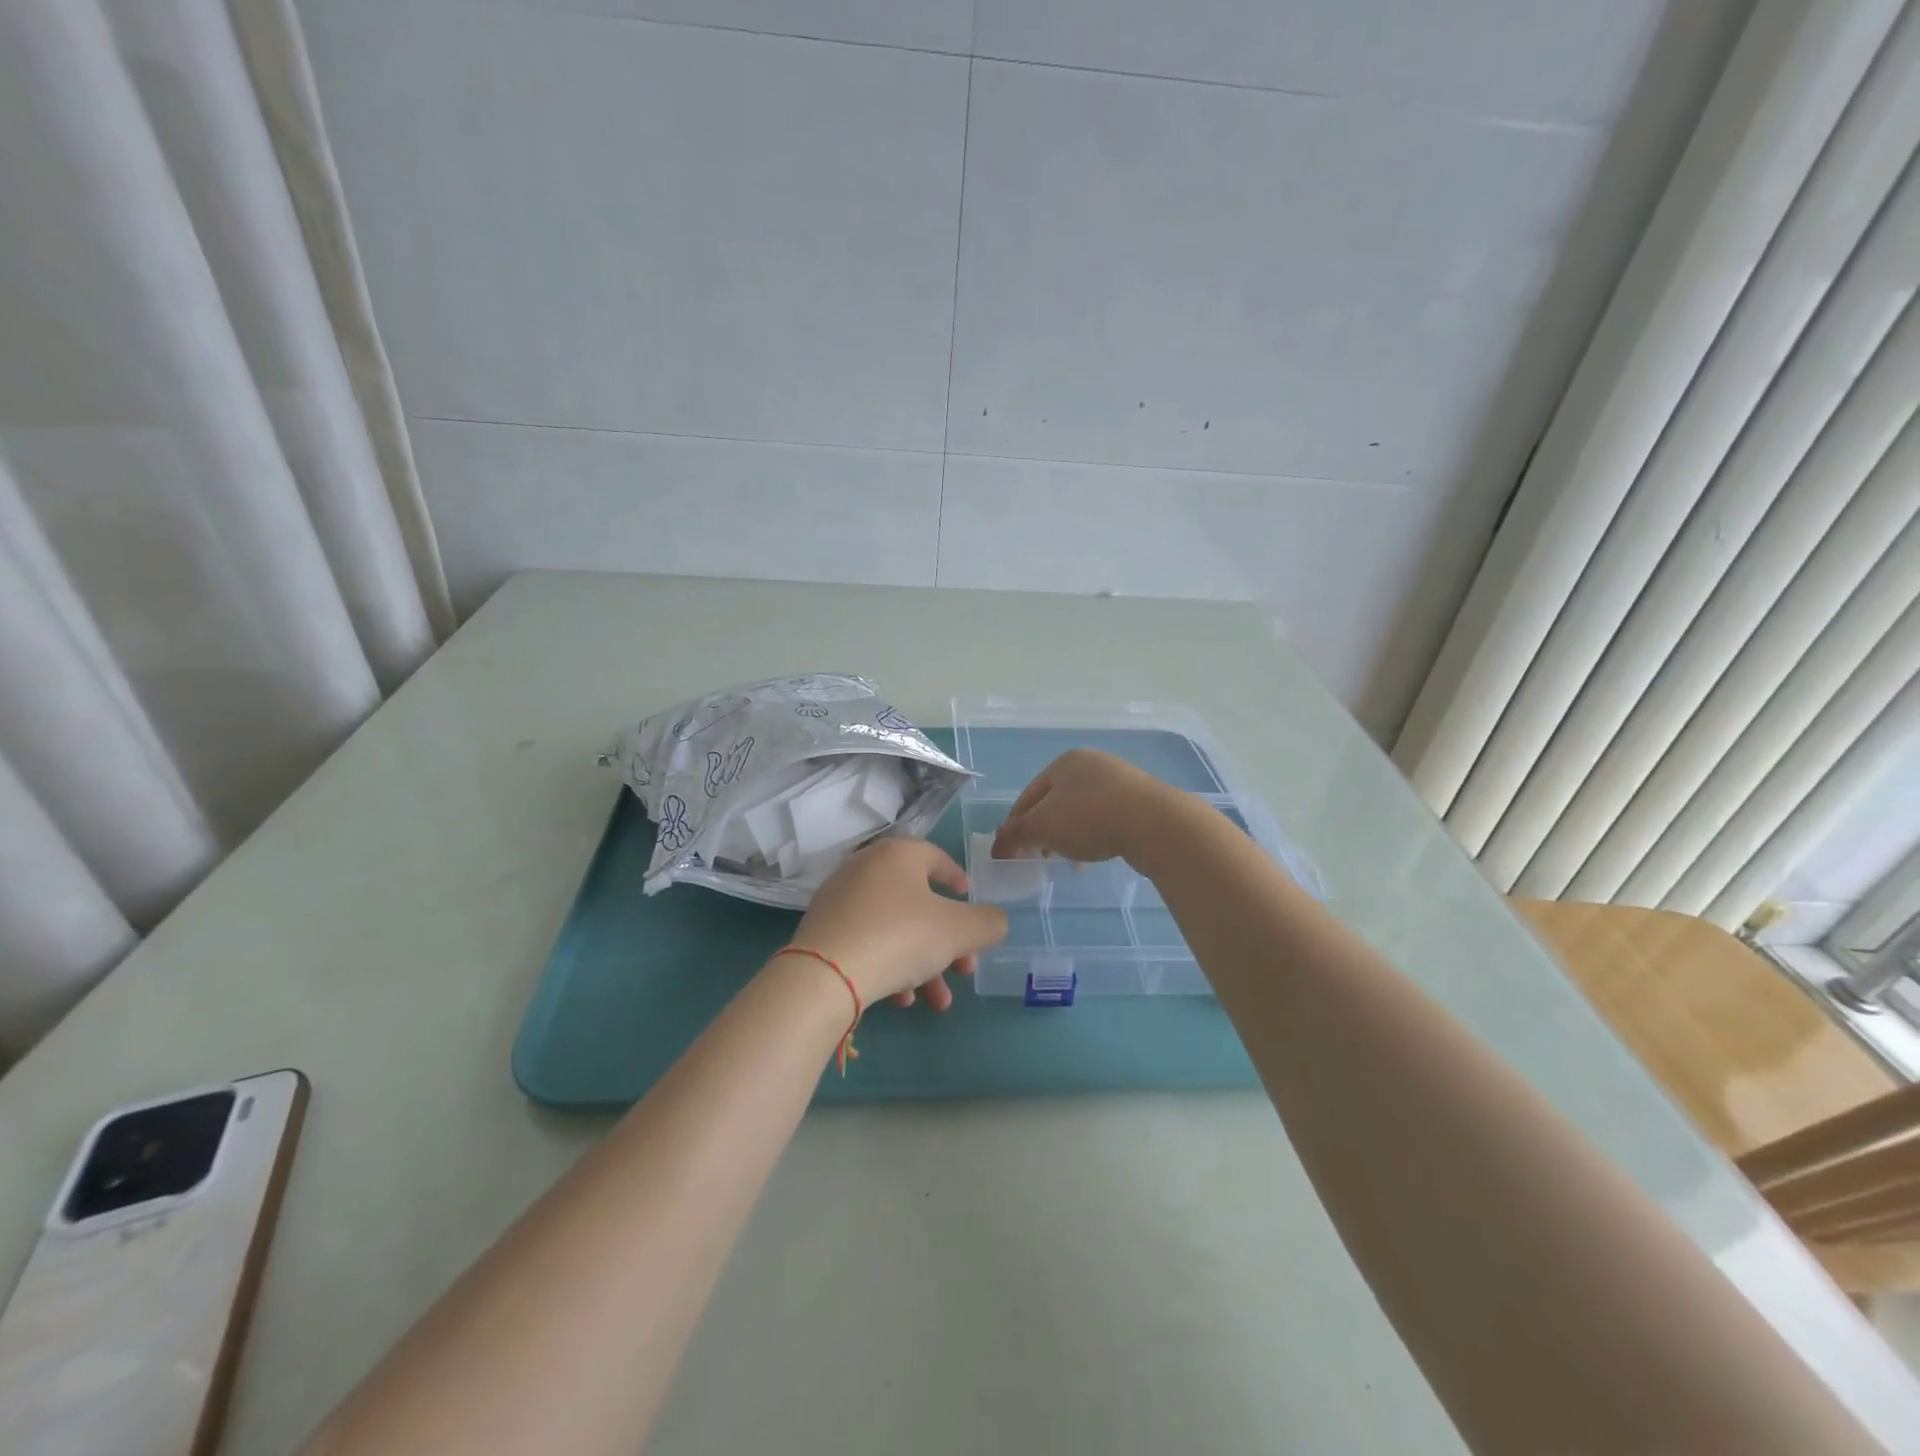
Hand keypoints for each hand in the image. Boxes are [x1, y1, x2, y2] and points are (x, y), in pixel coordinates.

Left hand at [790, 838, 1007, 1010]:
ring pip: (895, 928)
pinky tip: (901, 999)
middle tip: (965, 970)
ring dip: (923, 963)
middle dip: (948, 941)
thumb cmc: (900, 937)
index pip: (936, 857)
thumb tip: (995, 921)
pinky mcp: (823, 930)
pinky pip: (868, 941)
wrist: (825, 975)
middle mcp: (866, 868)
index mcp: (898, 854)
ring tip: (937, 1002)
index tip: (970, 899)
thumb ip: (987, 923)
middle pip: (918, 902)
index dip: (958, 879)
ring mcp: (840, 899)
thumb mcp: (959, 931)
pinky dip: (890, 965)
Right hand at [991, 749, 1177, 866]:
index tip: (1011, 852)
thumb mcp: (1043, 827)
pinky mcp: (1141, 800)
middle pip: (1055, 802)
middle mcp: (1091, 764)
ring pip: (1081, 811)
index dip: (1015, 824)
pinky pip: (1106, 818)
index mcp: (1064, 763)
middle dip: (1043, 831)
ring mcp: (1119, 780)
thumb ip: (1016, 835)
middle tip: (1038, 858)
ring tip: (1068, 861)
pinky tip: (1095, 855)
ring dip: (1069, 836)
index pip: (1028, 796)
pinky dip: (1094, 835)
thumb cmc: (1090, 818)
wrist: (1155, 823)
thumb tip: (996, 846)